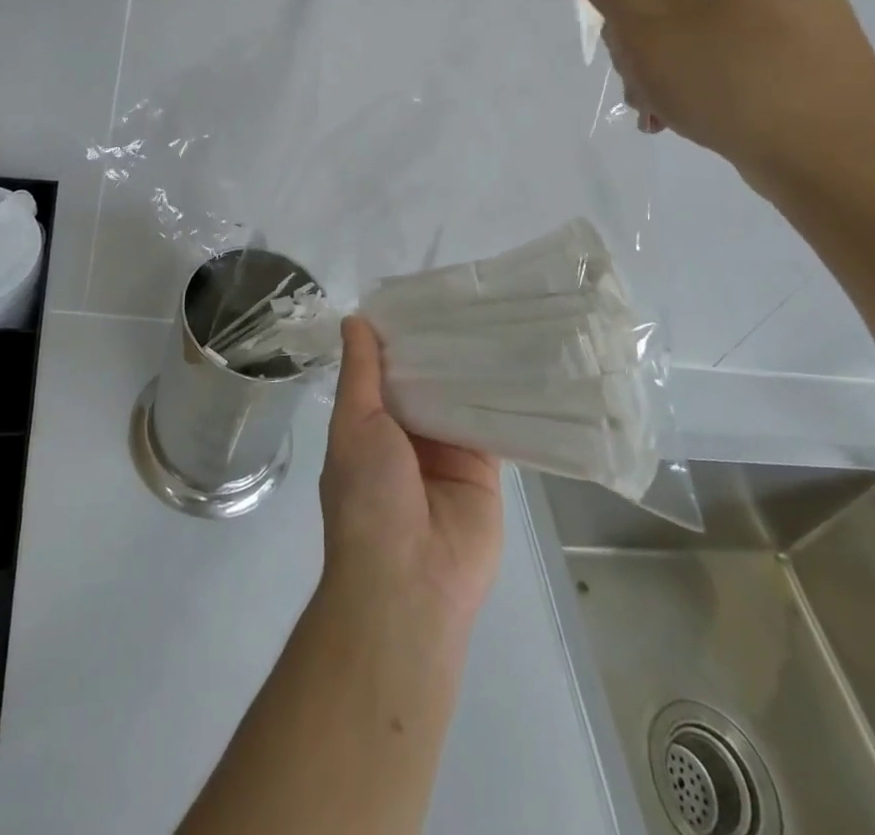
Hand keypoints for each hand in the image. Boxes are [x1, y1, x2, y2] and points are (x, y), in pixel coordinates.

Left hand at [319, 316, 502, 631]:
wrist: (410, 580)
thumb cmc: (368, 496)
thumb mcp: (354, 423)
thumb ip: (360, 372)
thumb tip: (354, 320)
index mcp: (371, 423)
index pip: (387, 368)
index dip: (400, 335)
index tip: (421, 294)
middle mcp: (409, 433)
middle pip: (426, 380)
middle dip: (440, 346)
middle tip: (467, 296)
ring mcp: (448, 450)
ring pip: (460, 397)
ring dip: (472, 366)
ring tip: (496, 314)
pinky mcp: (485, 468)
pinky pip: (494, 425)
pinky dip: (503, 398)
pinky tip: (519, 358)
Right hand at [545, 0, 874, 187]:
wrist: (837, 159)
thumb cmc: (734, 75)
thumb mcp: (646, 18)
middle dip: (625, 17)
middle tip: (629, 63)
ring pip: (673, 5)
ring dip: (646, 52)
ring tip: (653, 99)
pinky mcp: (777, 35)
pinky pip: (705, 33)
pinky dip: (677, 65)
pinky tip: (670, 109)